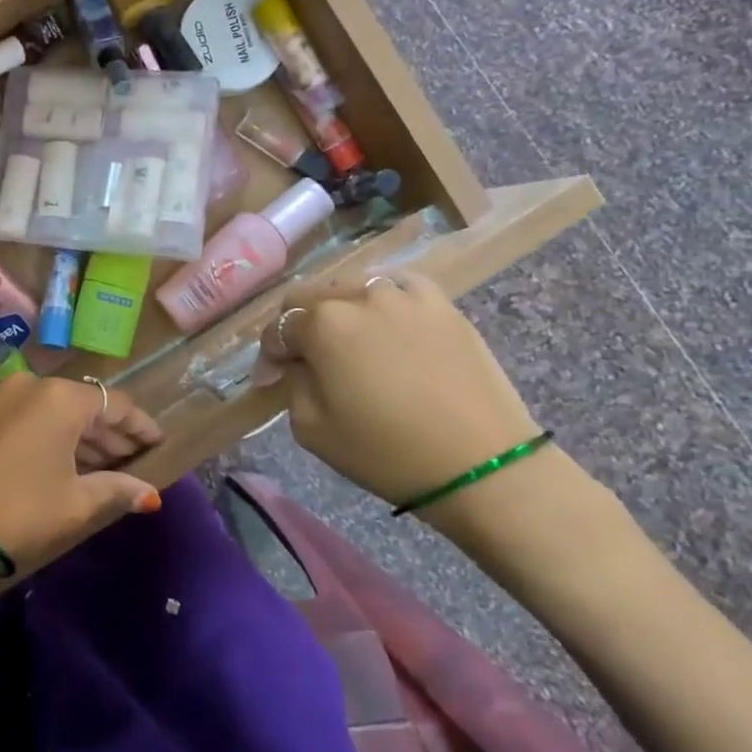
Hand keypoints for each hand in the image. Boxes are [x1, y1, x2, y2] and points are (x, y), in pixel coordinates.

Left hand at [0, 375, 161, 579]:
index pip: (116, 405)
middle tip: (134, 461)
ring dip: (80, 436)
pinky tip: (65, 463)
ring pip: (54, 411)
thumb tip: (151, 496)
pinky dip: (51, 435)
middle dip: (110, 433)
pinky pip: (29, 416)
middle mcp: (31, 385)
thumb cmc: (19, 509)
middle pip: (84, 404)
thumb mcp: (75, 502)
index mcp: (61, 398)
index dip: (141, 426)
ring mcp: (0, 396)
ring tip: (105, 467)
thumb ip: (117, 489)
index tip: (159, 443)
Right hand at [260, 271, 540, 507]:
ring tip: (346, 339)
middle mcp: (360, 296)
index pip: (279, 328)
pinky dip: (384, 298)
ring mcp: (405, 296)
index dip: (270, 355)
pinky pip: (401, 286)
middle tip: (303, 359)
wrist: (481, 465)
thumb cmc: (385, 452)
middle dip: (298, 325)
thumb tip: (297, 364)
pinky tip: (387, 319)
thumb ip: (293, 383)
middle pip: (311, 296)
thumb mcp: (311, 428)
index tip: (271, 380)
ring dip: (339, 308)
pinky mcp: (443, 305)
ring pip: (354, 285)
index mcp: (323, 324)